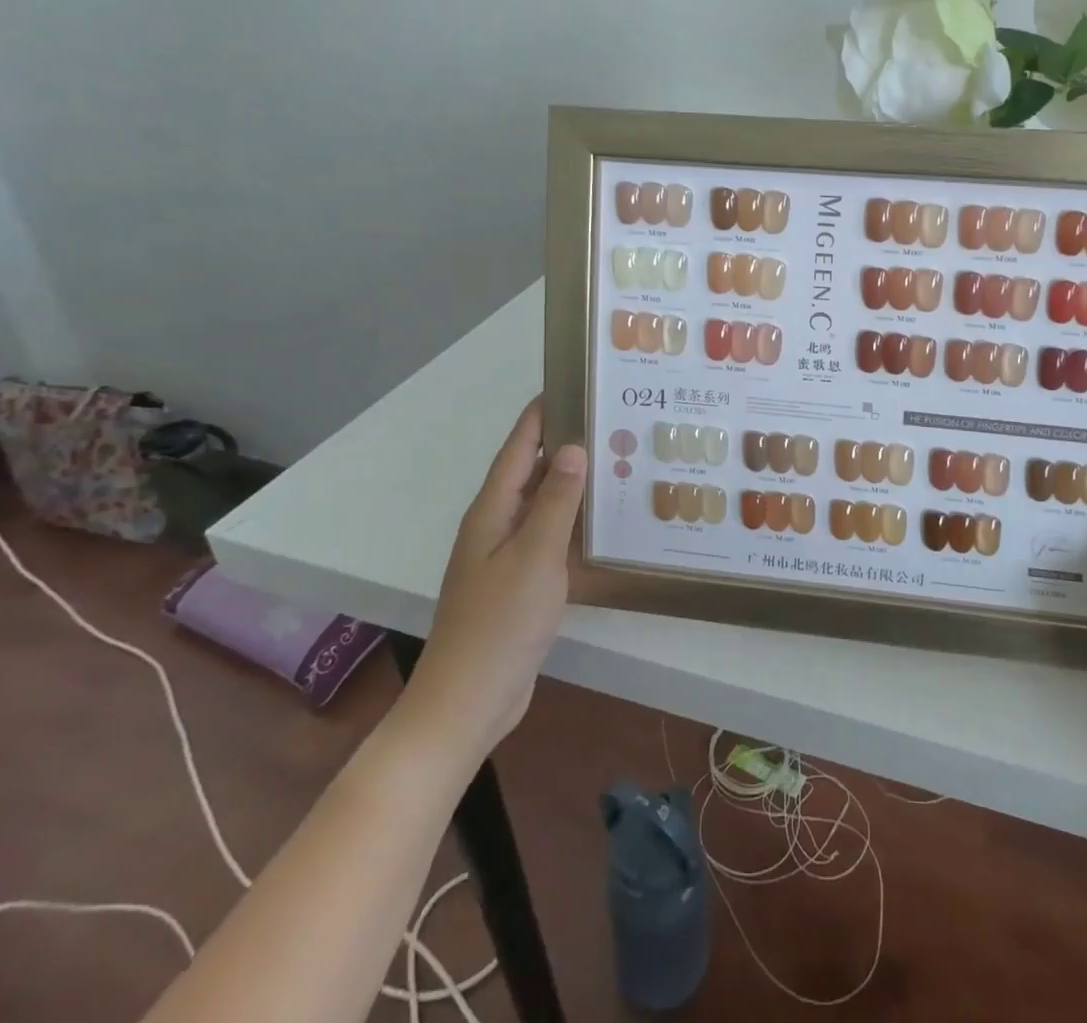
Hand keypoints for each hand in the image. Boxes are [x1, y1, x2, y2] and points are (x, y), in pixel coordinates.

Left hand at [401, 398, 586, 751]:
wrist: (469, 702)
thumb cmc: (500, 623)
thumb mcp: (534, 556)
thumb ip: (555, 501)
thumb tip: (573, 447)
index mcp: (492, 511)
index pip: (519, 448)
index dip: (542, 414)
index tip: (572, 384)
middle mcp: (497, 525)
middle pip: (533, 472)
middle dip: (566, 444)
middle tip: (612, 422)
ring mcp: (508, 556)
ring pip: (544, 506)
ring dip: (574, 484)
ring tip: (617, 462)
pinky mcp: (522, 583)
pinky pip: (551, 537)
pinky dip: (575, 523)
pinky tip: (604, 523)